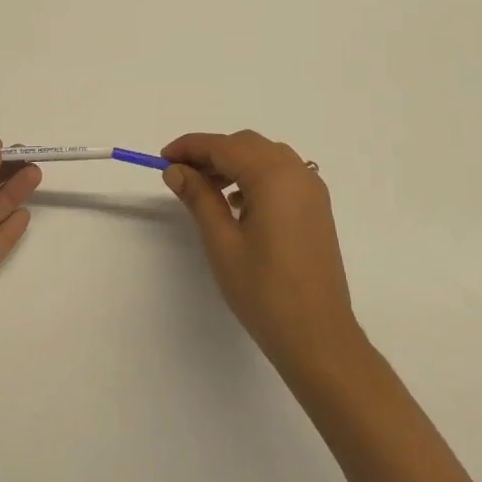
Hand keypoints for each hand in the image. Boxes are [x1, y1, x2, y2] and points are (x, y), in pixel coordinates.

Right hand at [162, 130, 362, 382]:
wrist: (319, 337)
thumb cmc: (265, 290)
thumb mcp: (222, 242)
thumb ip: (198, 197)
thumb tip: (176, 169)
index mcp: (273, 175)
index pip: (223, 146)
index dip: (190, 147)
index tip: (162, 158)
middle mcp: (296, 172)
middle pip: (246, 145)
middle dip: (211, 152)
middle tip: (180, 173)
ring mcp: (311, 189)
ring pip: (265, 156)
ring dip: (233, 163)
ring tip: (204, 188)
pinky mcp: (316, 207)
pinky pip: (281, 174)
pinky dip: (255, 175)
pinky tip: (236, 202)